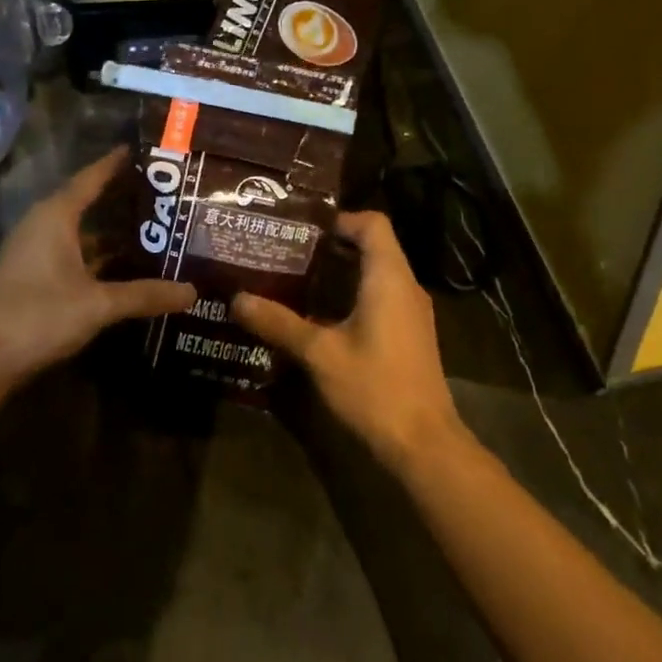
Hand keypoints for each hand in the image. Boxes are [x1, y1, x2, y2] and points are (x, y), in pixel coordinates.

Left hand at [0, 148, 195, 384]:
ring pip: (79, 234)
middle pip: (85, 204)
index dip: (114, 164)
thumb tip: (191, 292)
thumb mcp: (98, 304)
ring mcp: (33, 254)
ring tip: (151, 232)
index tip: (141, 150)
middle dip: (120, 201)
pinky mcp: (31, 279)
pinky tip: (123, 269)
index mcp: (54, 217)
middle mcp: (41, 227)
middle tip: (161, 196)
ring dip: (109, 234)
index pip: (89, 179)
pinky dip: (96, 257)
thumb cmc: (39, 315)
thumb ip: (144, 295)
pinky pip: (71, 255)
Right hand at [232, 211, 466, 471]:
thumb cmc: (374, 387)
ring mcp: (411, 312)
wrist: (423, 443)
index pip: (373, 223)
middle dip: (331, 246)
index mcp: (389, 278)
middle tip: (287, 251)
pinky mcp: (409, 335)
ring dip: (340, 272)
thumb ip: (278, 323)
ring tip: (294, 278)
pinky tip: (318, 316)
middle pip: (373, 246)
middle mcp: (405, 287)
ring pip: (376, 274)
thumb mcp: (319, 353)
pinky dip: (352, 295)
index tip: (301, 229)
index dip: (339, 218)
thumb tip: (237, 299)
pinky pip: (380, 298)